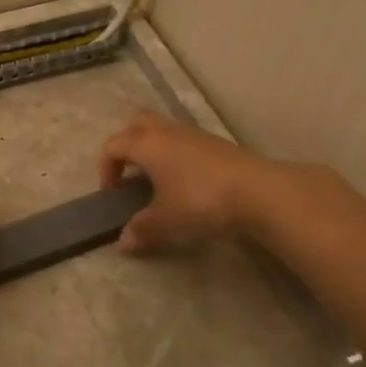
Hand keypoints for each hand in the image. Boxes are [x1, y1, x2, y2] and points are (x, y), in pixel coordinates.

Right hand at [98, 109, 277, 252]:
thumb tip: (123, 243)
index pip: (113, 146)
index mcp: (147, 144)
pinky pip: (182, 139)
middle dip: (127, 143)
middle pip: (136, 122)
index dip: (106, 169)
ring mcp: (193, 133)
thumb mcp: (166, 220)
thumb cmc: (201, 200)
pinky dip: (174, 152)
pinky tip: (184, 180)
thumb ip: (141, 229)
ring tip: (156, 178)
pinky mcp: (214, 142)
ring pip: (162, 128)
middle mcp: (166, 131)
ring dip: (152, 147)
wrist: (259, 191)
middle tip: (130, 171)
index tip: (114, 194)